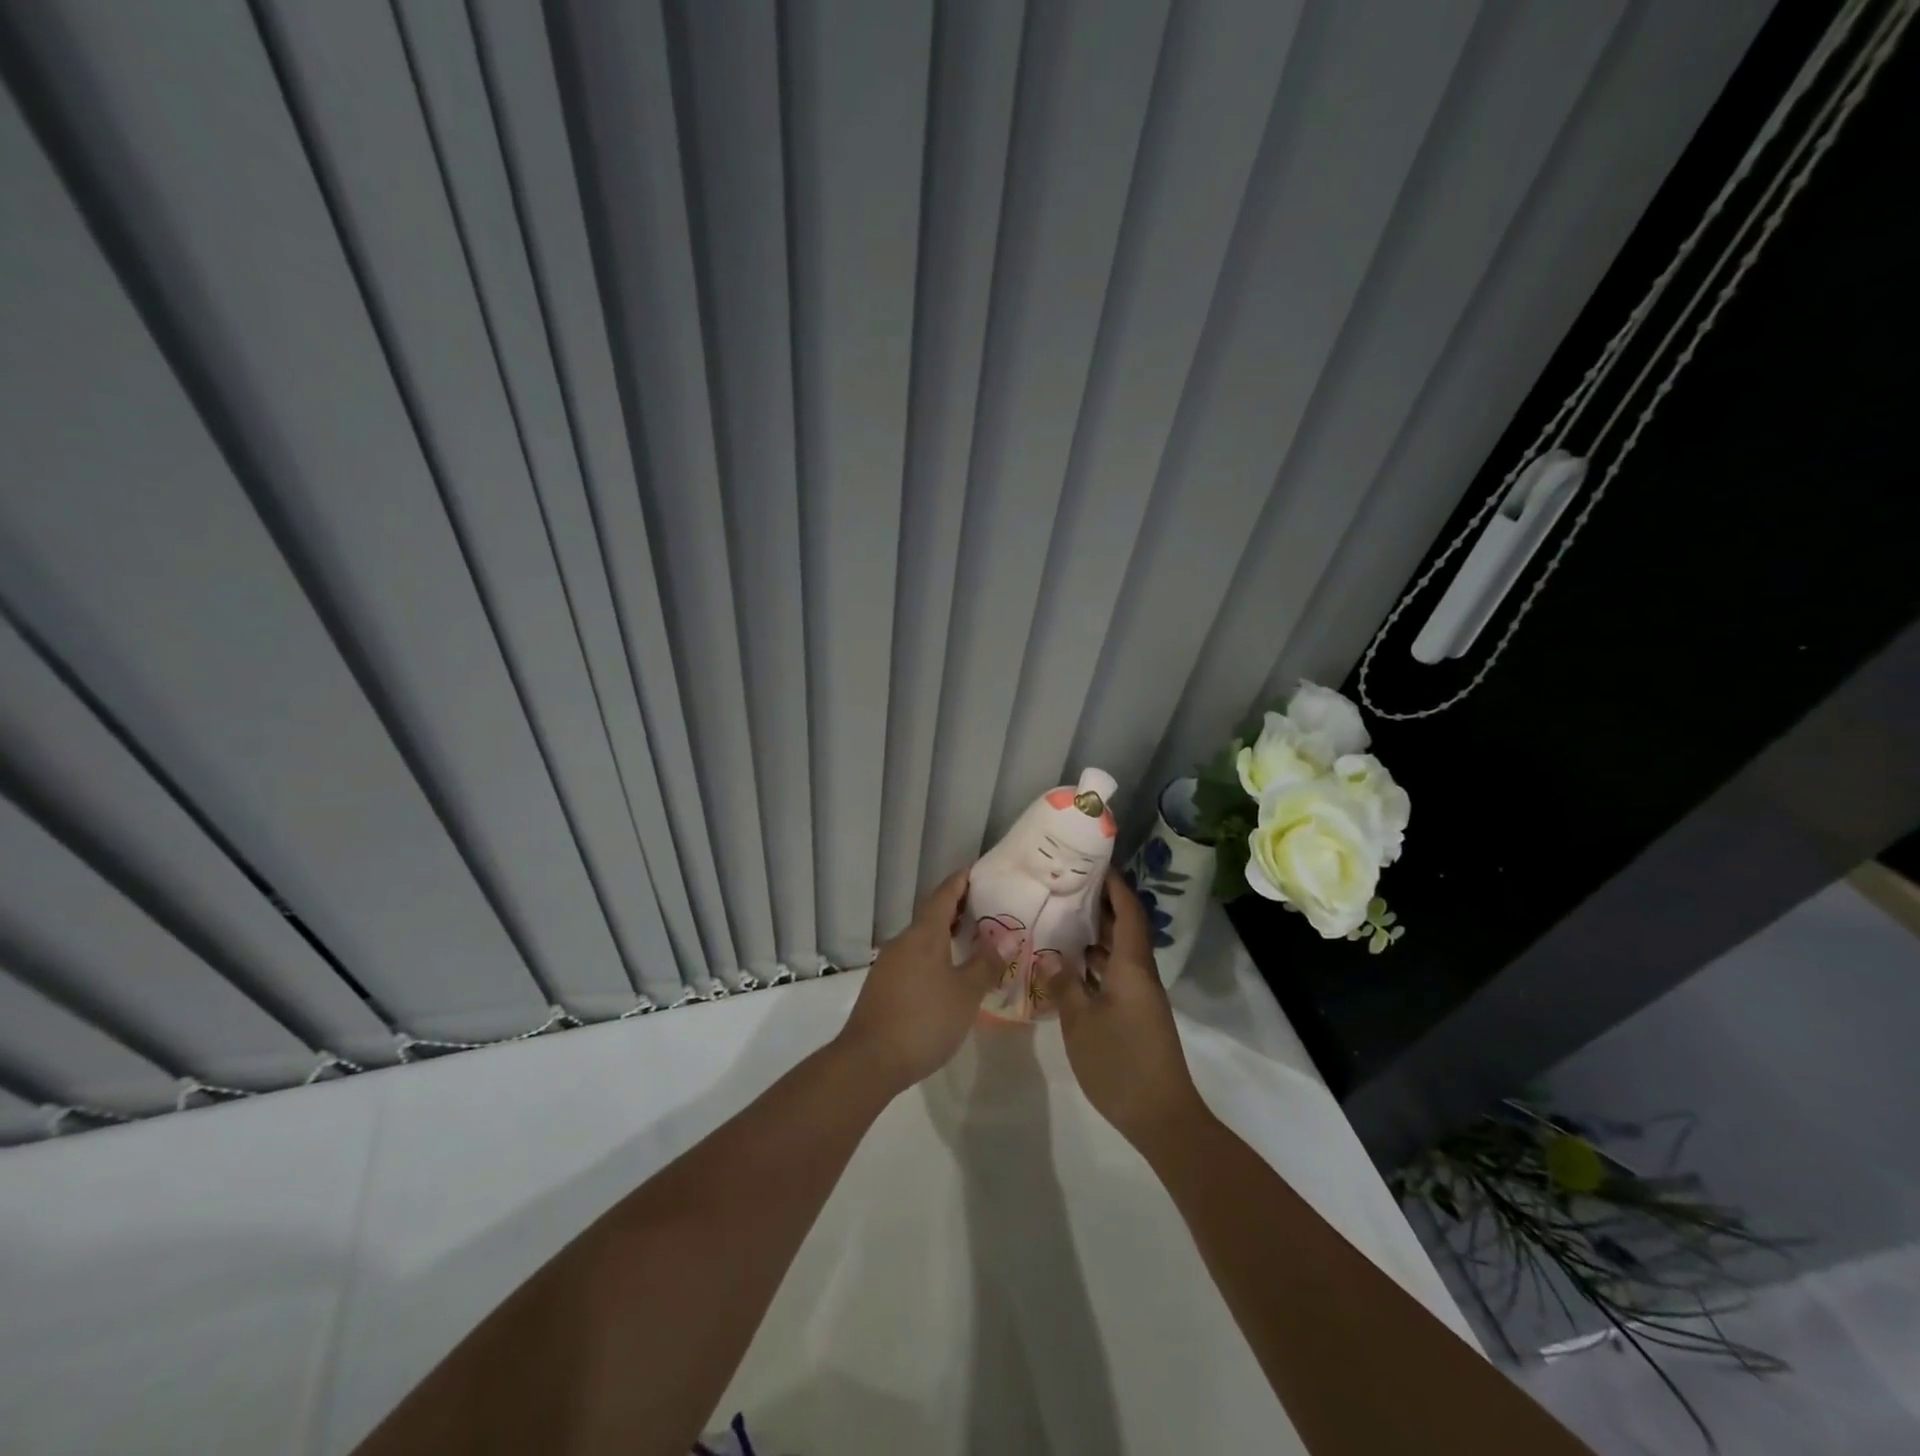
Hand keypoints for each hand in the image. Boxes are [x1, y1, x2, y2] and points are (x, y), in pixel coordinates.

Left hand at [836, 867, 999, 1095]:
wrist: (869, 1061)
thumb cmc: (924, 1020)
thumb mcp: (965, 993)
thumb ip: (986, 964)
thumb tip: (1006, 938)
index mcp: (924, 934)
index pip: (944, 894)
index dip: (962, 880)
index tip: (979, 871)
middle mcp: (904, 941)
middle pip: (932, 914)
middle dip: (958, 907)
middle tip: (987, 907)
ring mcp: (890, 963)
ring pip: (923, 938)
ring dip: (946, 933)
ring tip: (974, 940)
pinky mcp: (884, 985)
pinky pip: (915, 957)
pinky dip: (935, 954)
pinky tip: (950, 972)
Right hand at [1046, 870, 1208, 1151]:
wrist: (1161, 1116)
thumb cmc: (1120, 1063)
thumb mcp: (1081, 1022)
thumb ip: (1064, 985)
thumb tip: (1049, 956)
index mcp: (1132, 966)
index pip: (1128, 911)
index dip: (1114, 885)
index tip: (1093, 863)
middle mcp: (1140, 973)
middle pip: (1125, 927)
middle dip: (1101, 904)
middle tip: (1066, 887)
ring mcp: (1140, 995)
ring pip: (1119, 951)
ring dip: (1096, 933)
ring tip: (1061, 917)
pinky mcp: (1136, 1013)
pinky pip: (1115, 973)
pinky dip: (1096, 962)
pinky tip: (1070, 964)